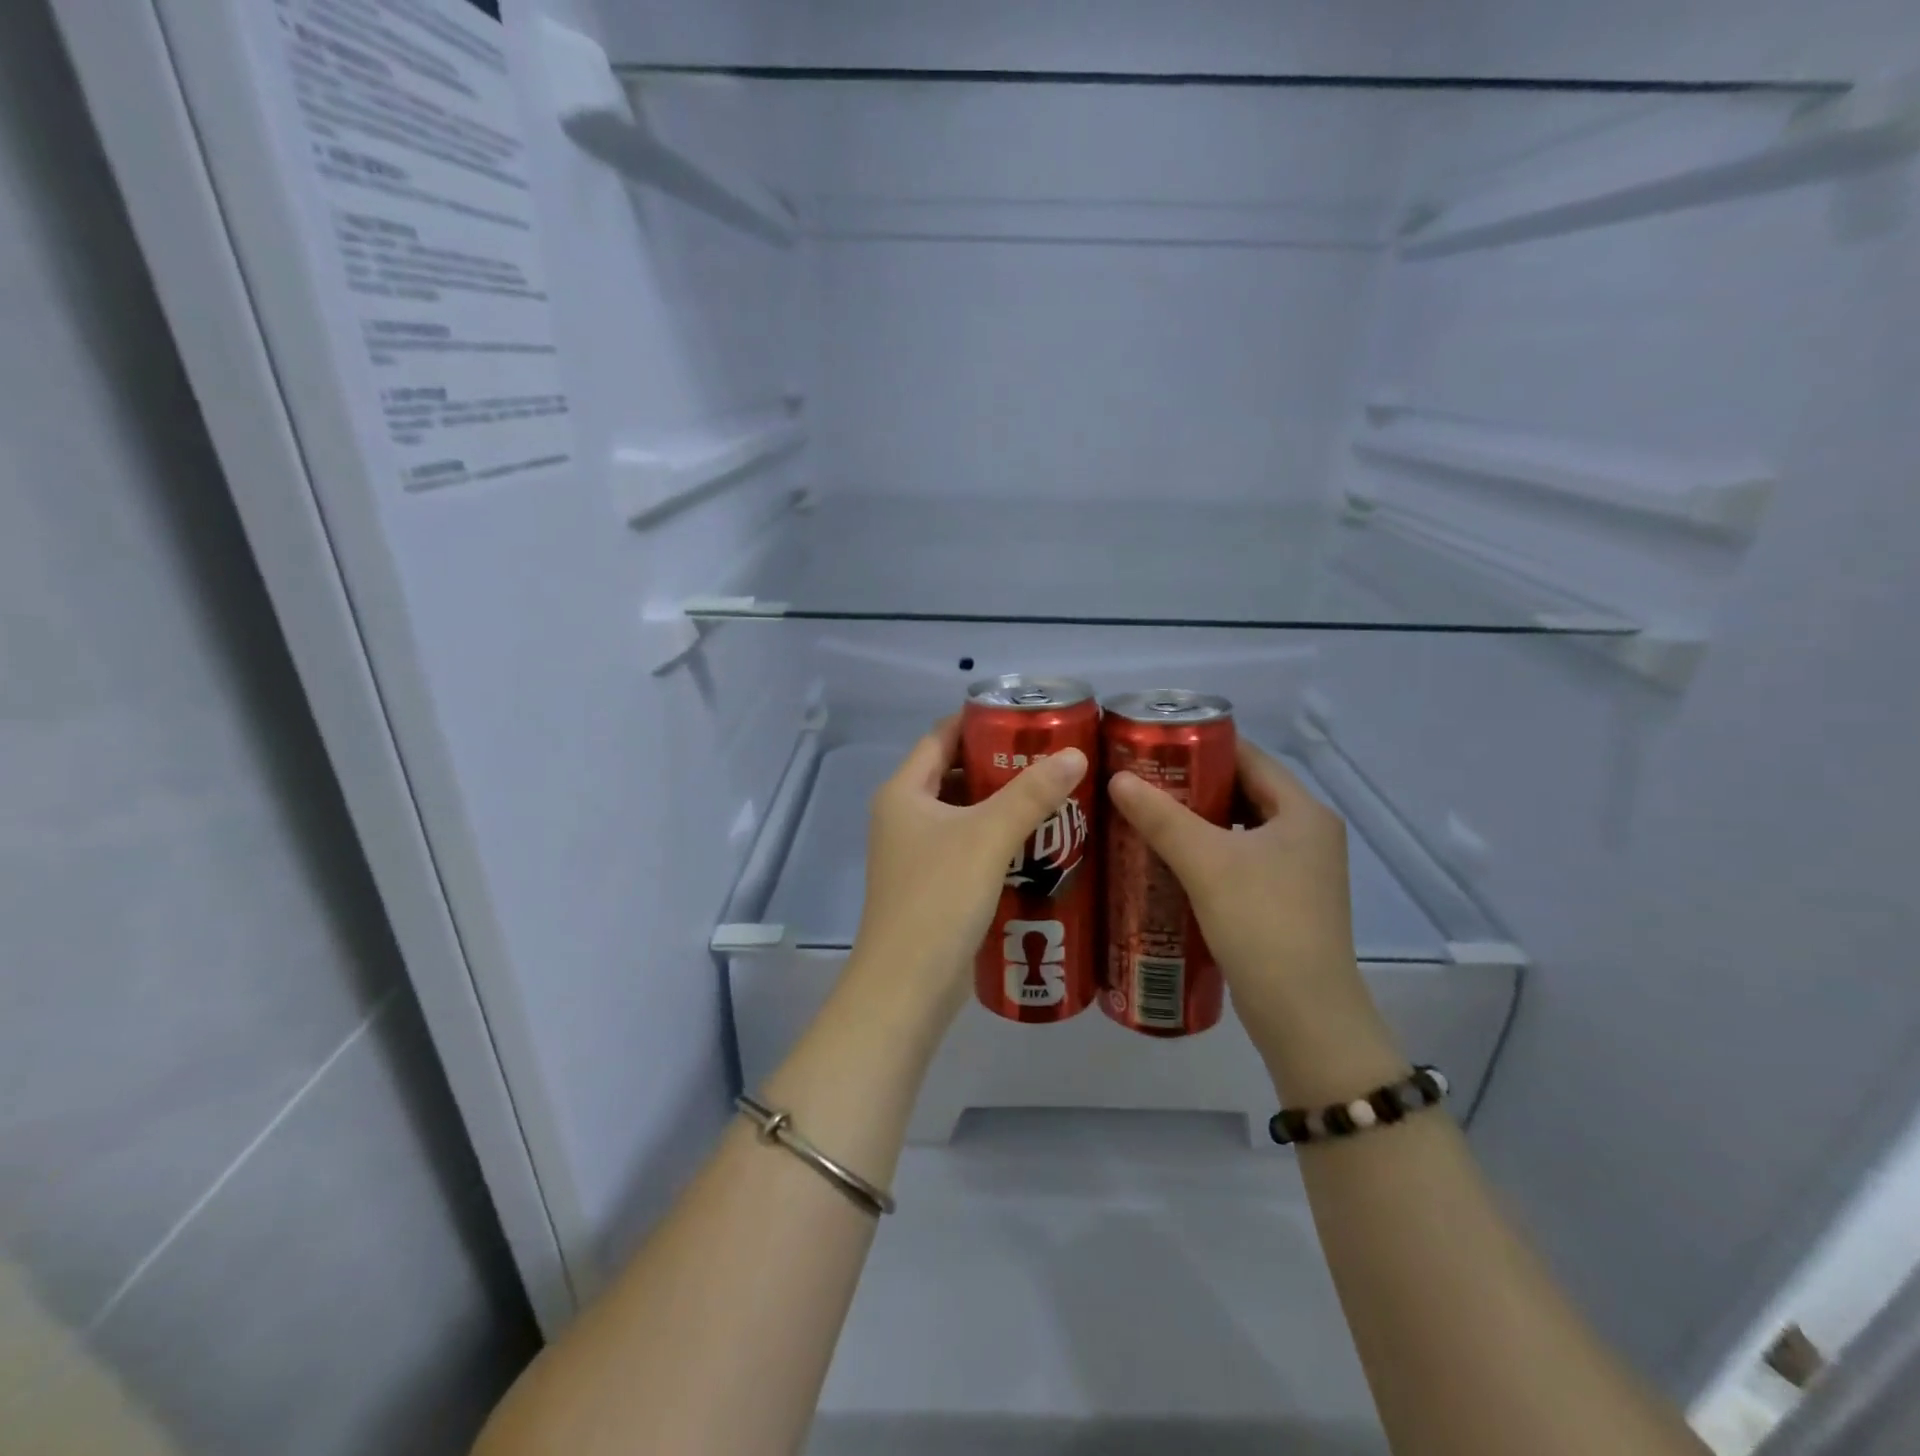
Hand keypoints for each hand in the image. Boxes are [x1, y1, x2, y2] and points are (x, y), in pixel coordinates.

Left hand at [848, 719, 1088, 1026]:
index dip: (978, 722)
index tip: (1025, 716)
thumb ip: (1031, 794)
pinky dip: (998, 839)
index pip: (940, 737)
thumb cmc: (939, 897)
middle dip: (1000, 764)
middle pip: (955, 774)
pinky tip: (1039, 842)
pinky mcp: (933, 885)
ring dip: (1003, 804)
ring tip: (1054, 794)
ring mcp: (916, 854)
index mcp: (903, 793)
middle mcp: (904, 817)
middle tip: (1051, 757)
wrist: (908, 985)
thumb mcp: (988, 837)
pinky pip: (969, 847)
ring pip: (964, 814)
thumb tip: (1075, 754)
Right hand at [1108, 740, 1402, 1098]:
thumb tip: (1118, 778)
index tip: (1152, 744)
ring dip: (1195, 822)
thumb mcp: (1206, 863)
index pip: (1248, 757)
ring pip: (1237, 829)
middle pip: (1241, 791)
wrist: (1304, 1017)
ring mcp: (1298, 870)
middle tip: (1139, 782)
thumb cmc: (1262, 924)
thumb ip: (1161, 817)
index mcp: (1303, 811)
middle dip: (1191, 785)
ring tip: (1144, 817)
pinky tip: (1166, 861)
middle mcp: (1307, 833)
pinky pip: (1238, 860)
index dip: (1201, 745)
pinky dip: (1205, 854)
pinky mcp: (1283, 901)